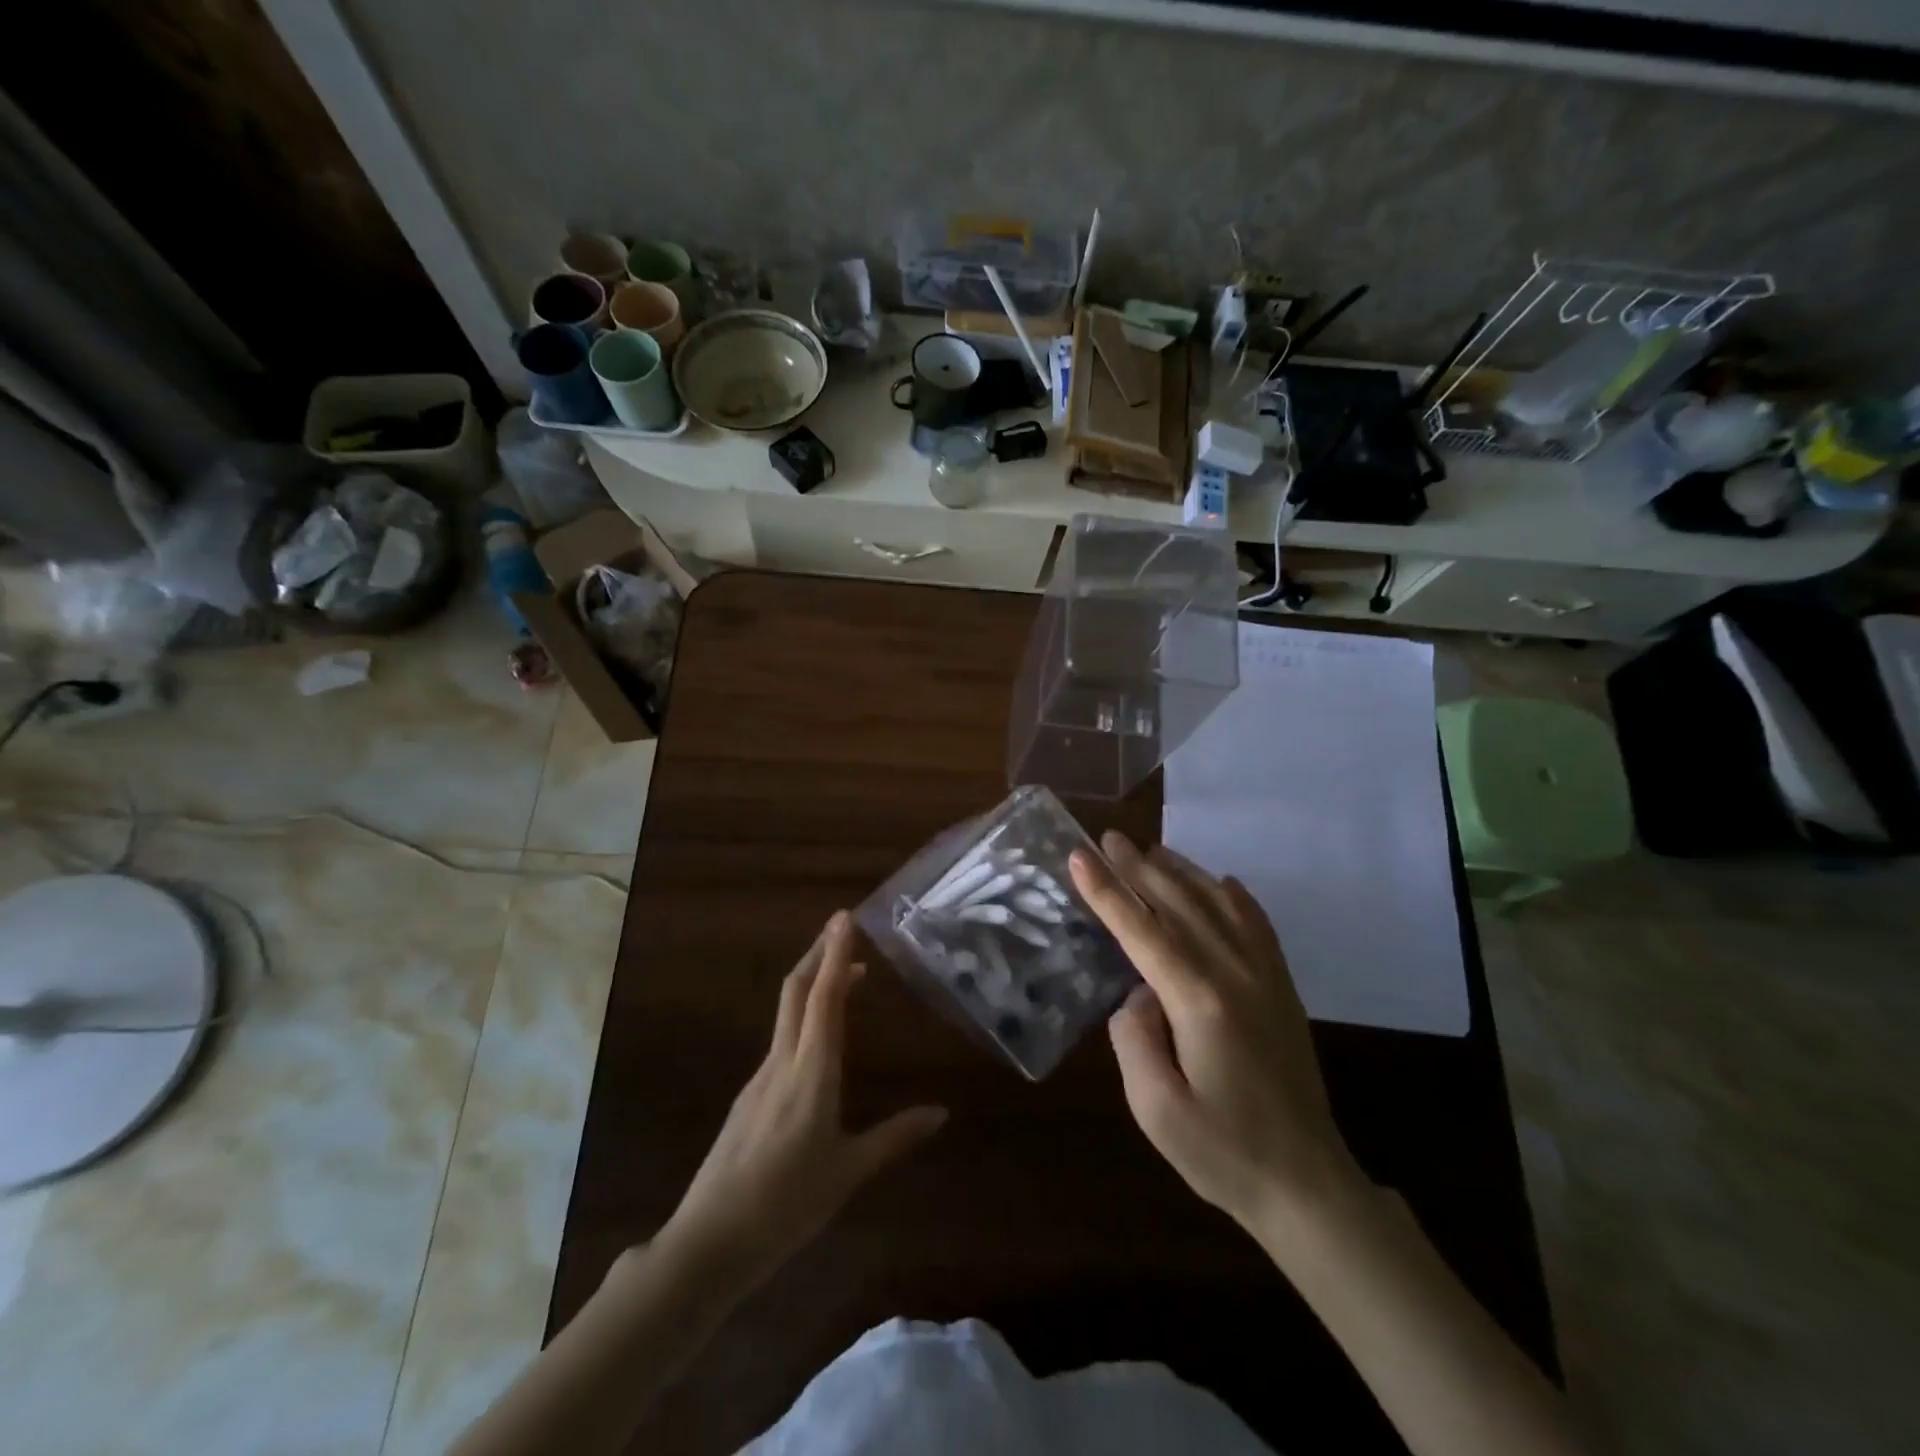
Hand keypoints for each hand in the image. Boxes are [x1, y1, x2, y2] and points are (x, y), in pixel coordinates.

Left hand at [656, 911, 946, 1287]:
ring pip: (787, 1012)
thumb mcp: (849, 1172)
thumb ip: (895, 1137)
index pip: (824, 998)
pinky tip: (819, 1038)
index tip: (845, 918)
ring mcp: (759, 1077)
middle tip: (843, 928)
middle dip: (820, 954)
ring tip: (846, 977)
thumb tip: (941, 1113)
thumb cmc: (786, 1205)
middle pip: (796, 991)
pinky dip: (804, 1017)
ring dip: (813, 983)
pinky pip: (781, 1039)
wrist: (708, 1243)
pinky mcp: (749, 1096)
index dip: (836, 955)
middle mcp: (781, 1062)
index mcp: (810, 1072)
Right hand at [1069, 833, 1362, 1234]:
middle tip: (1109, 838)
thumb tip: (1137, 995)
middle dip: (1139, 869)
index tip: (1080, 856)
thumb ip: (1133, 1040)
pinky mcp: (1282, 989)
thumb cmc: (1224, 1152)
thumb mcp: (1156, 1110)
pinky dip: (1235, 896)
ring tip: (1151, 850)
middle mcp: (1235, 974)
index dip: (1107, 893)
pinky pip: (1257, 925)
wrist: (1307, 1184)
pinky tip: (1221, 882)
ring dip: (1182, 873)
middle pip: (1179, 905)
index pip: (1143, 931)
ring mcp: (1265, 978)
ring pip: (1218, 905)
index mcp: (1200, 1001)